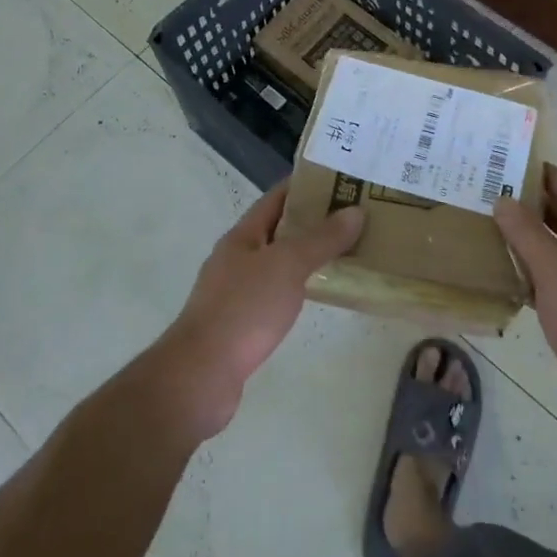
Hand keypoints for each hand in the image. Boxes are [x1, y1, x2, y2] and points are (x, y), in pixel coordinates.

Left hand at [153, 182, 363, 439]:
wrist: (200, 376)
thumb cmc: (243, 309)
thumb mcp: (288, 266)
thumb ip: (322, 239)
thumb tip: (355, 212)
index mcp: (243, 236)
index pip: (276, 197)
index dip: (306, 185)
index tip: (341, 179)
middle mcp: (237, 258)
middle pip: (279, 229)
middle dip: (313, 221)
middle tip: (354, 216)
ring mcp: (236, 292)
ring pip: (279, 263)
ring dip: (308, 255)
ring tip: (346, 251)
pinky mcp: (241, 324)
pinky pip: (277, 293)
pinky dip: (300, 287)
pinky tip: (320, 294)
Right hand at [495, 164, 556, 447]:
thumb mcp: (556, 275)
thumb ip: (528, 237)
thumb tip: (503, 200)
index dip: (553, 178)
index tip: (523, 162)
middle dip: (542, 209)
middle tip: (504, 196)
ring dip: (540, 244)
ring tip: (505, 235)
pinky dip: (542, 279)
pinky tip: (519, 286)